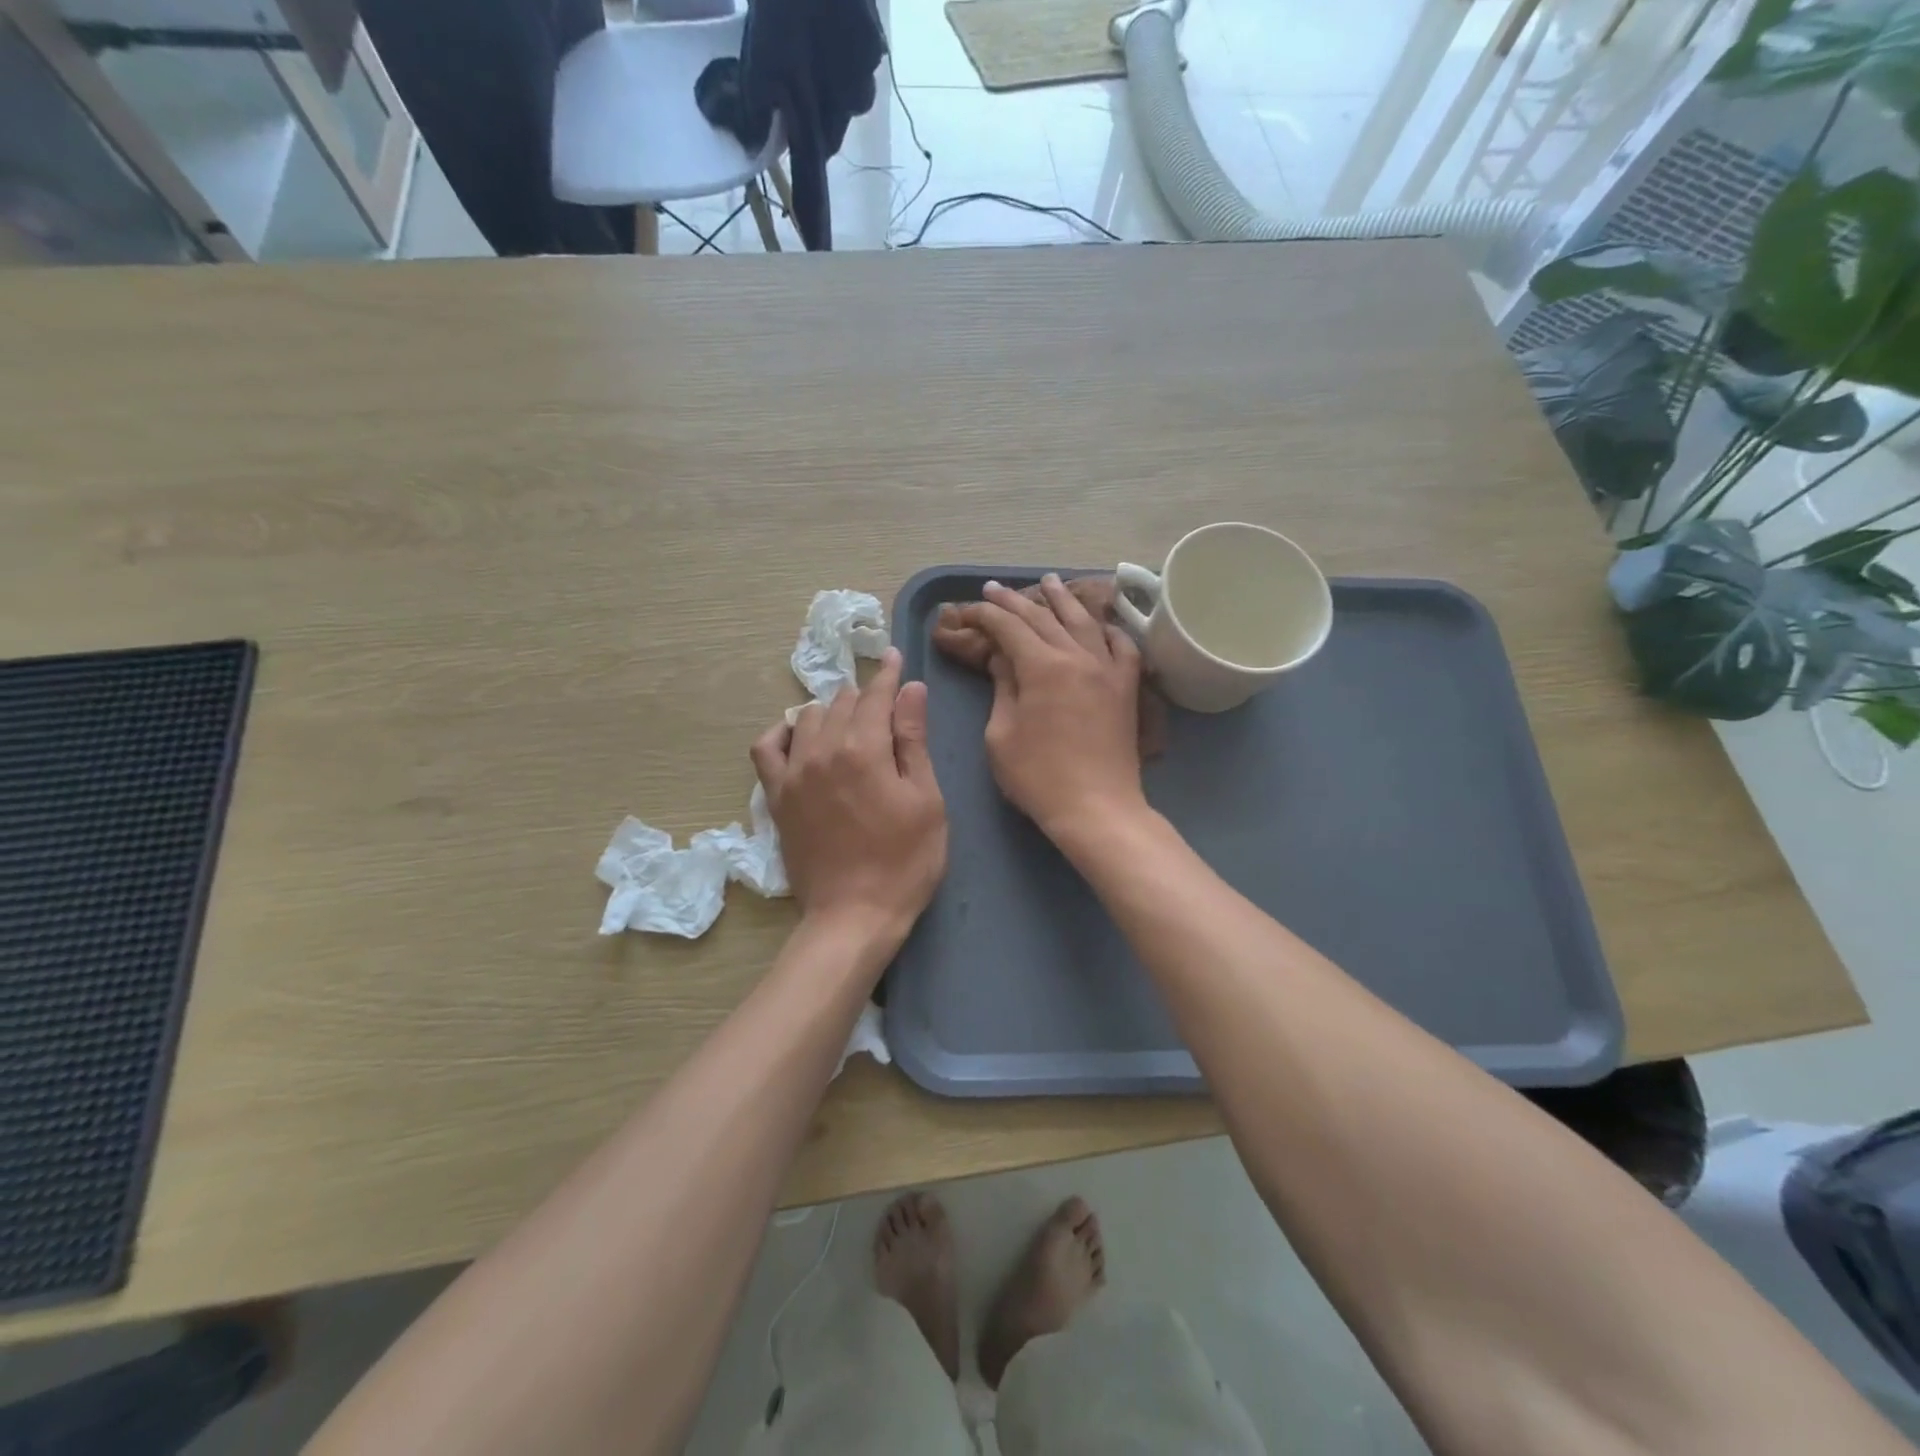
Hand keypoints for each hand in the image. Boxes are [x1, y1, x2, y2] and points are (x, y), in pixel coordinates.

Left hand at [751, 647, 947, 946]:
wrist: (854, 916)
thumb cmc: (905, 861)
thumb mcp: (926, 799)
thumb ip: (913, 740)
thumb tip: (911, 689)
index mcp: (865, 749)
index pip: (876, 695)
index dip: (889, 674)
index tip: (895, 657)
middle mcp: (823, 750)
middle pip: (842, 703)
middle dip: (864, 694)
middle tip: (883, 702)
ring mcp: (794, 773)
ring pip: (807, 717)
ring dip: (830, 710)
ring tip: (848, 722)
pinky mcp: (776, 797)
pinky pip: (767, 748)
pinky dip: (782, 733)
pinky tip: (798, 737)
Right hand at [956, 576, 1147, 843]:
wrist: (1096, 807)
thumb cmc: (1038, 777)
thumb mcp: (1002, 734)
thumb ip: (1003, 687)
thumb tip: (1003, 658)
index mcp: (1042, 667)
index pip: (1009, 627)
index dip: (984, 615)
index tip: (967, 611)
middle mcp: (1078, 656)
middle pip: (1043, 617)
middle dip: (1014, 601)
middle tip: (994, 589)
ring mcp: (1107, 669)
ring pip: (1084, 621)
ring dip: (1062, 599)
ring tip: (1048, 582)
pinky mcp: (1127, 687)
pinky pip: (1121, 646)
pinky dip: (1108, 629)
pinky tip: (1100, 623)